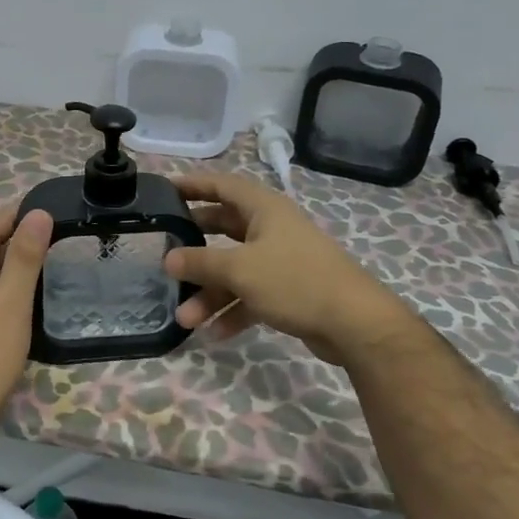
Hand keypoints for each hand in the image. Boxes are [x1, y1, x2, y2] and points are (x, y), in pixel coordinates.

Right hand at [164, 172, 405, 364]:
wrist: (354, 323)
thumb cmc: (295, 280)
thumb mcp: (240, 269)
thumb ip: (201, 263)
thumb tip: (168, 259)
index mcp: (264, 209)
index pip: (222, 186)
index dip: (193, 185)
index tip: (164, 190)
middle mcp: (272, 229)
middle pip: (224, 229)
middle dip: (195, 246)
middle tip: (165, 251)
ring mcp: (281, 261)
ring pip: (235, 270)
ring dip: (210, 292)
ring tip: (185, 318)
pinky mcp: (288, 291)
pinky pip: (251, 295)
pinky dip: (233, 310)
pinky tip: (215, 333)